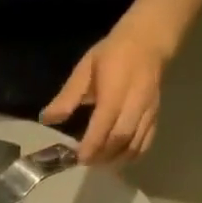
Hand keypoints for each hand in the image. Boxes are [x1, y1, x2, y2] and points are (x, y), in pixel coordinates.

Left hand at [41, 13, 171, 164]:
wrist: (149, 40)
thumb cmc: (112, 54)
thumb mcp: (85, 69)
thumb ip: (67, 97)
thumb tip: (46, 119)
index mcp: (115, 90)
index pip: (104, 124)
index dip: (91, 145)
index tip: (78, 157)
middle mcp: (134, 103)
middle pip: (120, 138)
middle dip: (101, 155)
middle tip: (85, 161)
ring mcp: (148, 111)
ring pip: (134, 144)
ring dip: (115, 159)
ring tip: (99, 162)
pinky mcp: (155, 116)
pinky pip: (145, 143)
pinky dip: (131, 156)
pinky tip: (117, 158)